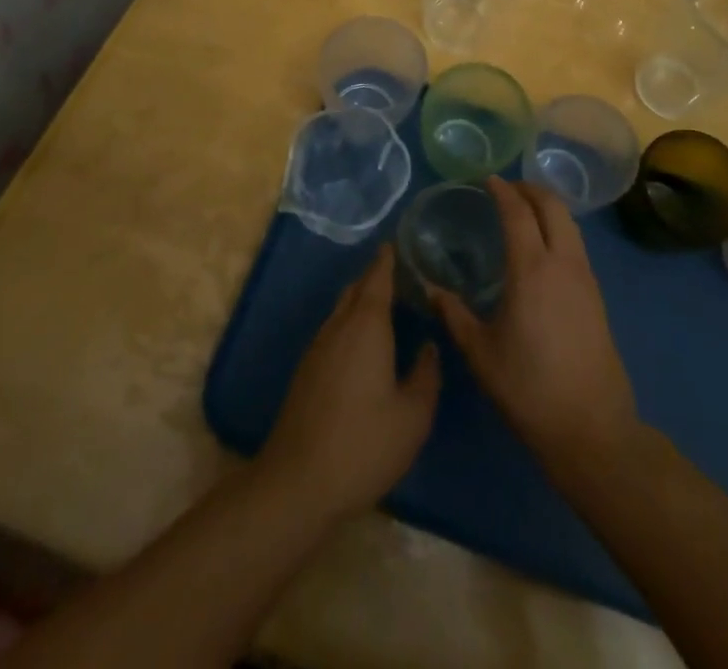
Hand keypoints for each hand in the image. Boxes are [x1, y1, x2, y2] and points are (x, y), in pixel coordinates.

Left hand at [259, 245, 440, 519]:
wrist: (298, 482)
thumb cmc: (364, 444)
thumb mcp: (413, 416)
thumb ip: (426, 376)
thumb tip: (430, 347)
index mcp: (367, 326)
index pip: (377, 279)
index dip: (387, 260)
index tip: (396, 244)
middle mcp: (339, 327)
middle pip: (356, 289)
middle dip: (374, 277)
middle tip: (397, 273)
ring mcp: (317, 349)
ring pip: (341, 310)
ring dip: (360, 300)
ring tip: (384, 305)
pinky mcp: (305, 372)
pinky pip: (332, 331)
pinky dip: (349, 323)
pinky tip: (361, 345)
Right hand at [431, 179, 641, 477]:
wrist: (591, 428)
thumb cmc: (528, 388)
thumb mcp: (480, 352)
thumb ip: (454, 314)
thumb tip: (430, 288)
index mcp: (532, 269)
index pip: (518, 212)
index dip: (503, 191)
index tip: (487, 179)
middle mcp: (563, 263)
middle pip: (553, 206)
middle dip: (530, 189)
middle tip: (506, 189)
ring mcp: (585, 278)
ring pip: (570, 223)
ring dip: (547, 207)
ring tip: (524, 213)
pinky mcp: (597, 296)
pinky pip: (576, 244)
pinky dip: (559, 229)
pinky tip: (542, 249)